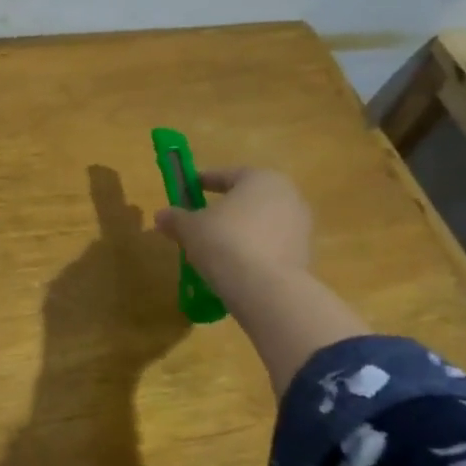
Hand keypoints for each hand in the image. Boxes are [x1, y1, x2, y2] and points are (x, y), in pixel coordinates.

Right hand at [154, 167, 314, 309]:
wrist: (265, 289)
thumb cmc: (224, 242)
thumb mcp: (190, 228)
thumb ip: (176, 218)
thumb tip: (161, 215)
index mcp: (262, 179)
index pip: (228, 175)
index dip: (204, 181)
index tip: (188, 189)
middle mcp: (288, 197)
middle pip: (248, 199)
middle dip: (225, 209)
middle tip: (201, 221)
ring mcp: (301, 228)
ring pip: (262, 225)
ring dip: (241, 232)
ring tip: (215, 249)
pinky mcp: (304, 257)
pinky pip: (271, 248)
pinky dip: (254, 253)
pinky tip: (234, 267)